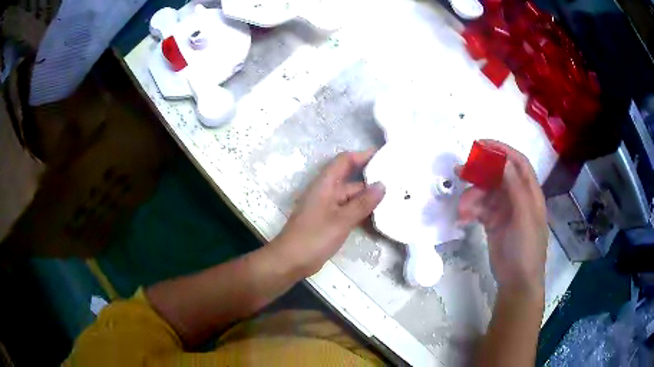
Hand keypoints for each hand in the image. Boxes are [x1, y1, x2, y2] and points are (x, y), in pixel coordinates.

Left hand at [271, 150, 385, 276]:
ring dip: (369, 198)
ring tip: (394, 199)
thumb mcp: (341, 220)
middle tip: (397, 183)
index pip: (345, 161)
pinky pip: (349, 211)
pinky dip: (362, 212)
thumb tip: (382, 185)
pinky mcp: (330, 221)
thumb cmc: (314, 237)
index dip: (363, 155)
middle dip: (372, 181)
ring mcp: (328, 207)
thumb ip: (363, 203)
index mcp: (325, 184)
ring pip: (352, 198)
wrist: (291, 261)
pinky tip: (379, 217)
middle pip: (352, 181)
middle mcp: (327, 192)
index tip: (384, 156)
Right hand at [457, 140, 547, 294]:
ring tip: (462, 208)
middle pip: (499, 175)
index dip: (502, 151)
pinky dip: (471, 210)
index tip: (481, 145)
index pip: (518, 163)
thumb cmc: (526, 248)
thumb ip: (515, 188)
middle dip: (481, 172)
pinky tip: (464, 217)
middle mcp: (518, 197)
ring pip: (486, 193)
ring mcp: (505, 210)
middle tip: (460, 171)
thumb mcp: (524, 216)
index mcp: (530, 193)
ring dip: (473, 196)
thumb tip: (502, 161)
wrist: (517, 281)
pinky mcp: (493, 223)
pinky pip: (480, 209)